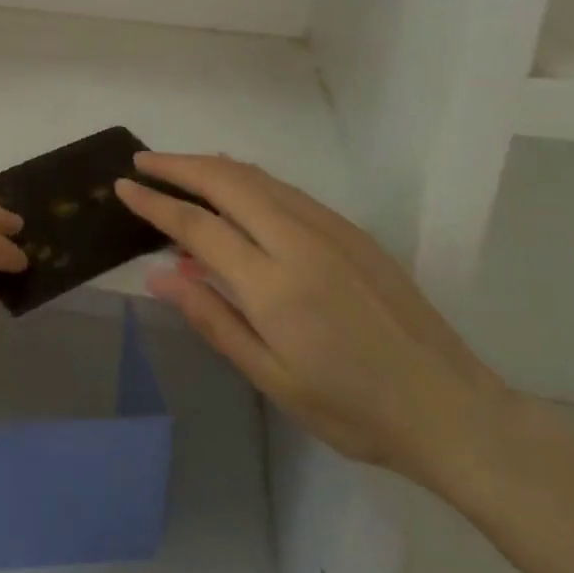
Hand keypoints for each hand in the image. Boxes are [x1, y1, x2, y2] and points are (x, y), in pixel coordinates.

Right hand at [116, 153, 511, 490]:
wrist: (449, 407)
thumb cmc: (352, 409)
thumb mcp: (273, 378)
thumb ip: (214, 319)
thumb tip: (161, 274)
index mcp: (274, 284)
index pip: (197, 226)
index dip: (155, 203)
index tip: (123, 187)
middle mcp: (299, 241)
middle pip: (226, 181)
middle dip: (178, 165)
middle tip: (143, 163)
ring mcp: (330, 229)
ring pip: (257, 178)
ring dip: (212, 165)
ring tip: (179, 168)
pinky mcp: (351, 230)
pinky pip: (285, 189)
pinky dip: (247, 179)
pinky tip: (236, 188)